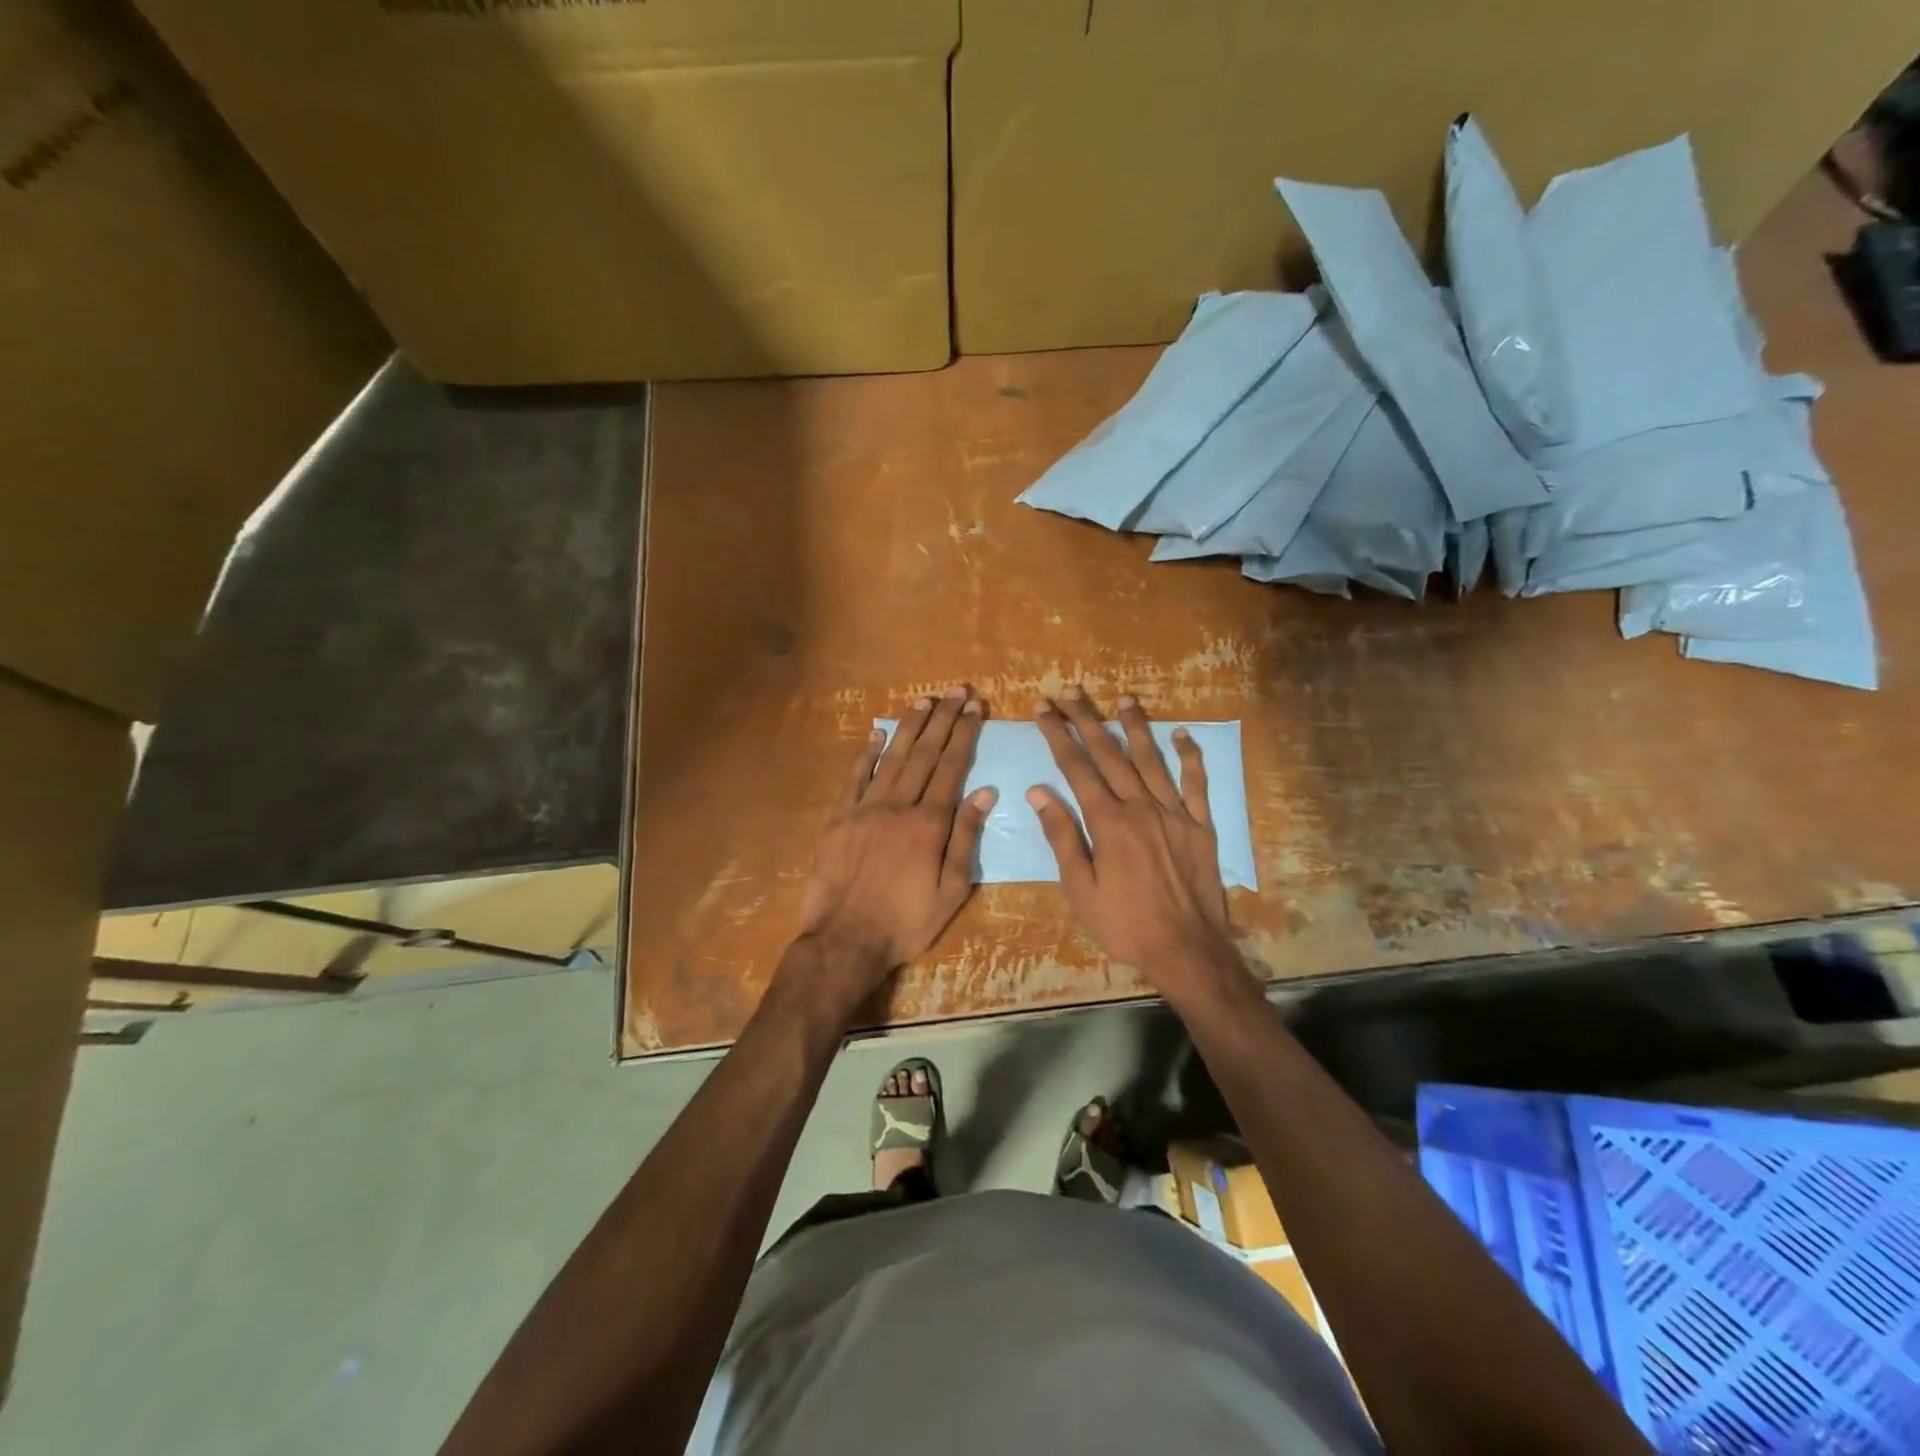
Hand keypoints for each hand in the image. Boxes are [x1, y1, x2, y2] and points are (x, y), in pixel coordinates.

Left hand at [796, 686, 994, 1001]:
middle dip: (942, 720)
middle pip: (923, 755)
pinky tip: (876, 733)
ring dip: (908, 728)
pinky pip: (853, 779)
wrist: (844, 941)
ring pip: (891, 759)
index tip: (974, 708)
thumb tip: (985, 792)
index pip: (951, 768)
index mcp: (928, 824)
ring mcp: (863, 809)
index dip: (963, 735)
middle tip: (955, 691)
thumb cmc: (905, 922)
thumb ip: (966, 839)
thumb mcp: (951, 891)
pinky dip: (866, 755)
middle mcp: (897, 806)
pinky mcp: (837, 819)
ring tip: (923, 701)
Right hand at [1028, 688, 1236, 989]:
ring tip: (1122, 699)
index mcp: (1108, 822)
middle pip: (1110, 754)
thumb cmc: (1124, 924)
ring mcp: (1175, 813)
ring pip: (1152, 759)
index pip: (1077, 768)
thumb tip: (1039, 792)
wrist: (1185, 950)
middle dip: (1087, 720)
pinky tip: (1183, 735)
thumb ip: (1061, 836)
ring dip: (1135, 726)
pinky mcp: (1200, 825)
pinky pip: (1196, 783)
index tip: (1043, 711)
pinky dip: (1190, 757)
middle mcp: (1141, 807)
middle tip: (1070, 692)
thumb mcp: (1080, 888)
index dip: (1058, 736)